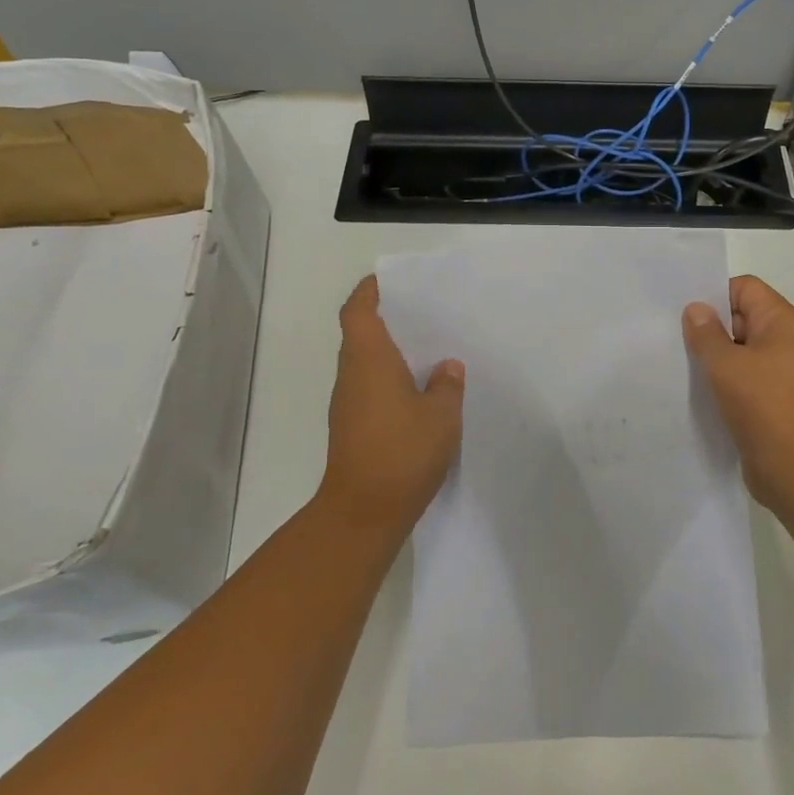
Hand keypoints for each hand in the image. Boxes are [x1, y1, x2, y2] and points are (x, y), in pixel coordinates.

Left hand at [320, 276, 464, 532]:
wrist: (363, 512)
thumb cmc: (402, 452)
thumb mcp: (441, 415)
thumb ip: (446, 385)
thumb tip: (446, 367)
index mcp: (369, 360)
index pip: (358, 311)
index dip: (369, 291)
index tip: (390, 282)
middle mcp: (351, 375)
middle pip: (361, 334)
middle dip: (388, 320)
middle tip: (424, 315)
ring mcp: (347, 403)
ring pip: (365, 363)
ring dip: (390, 353)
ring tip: (429, 352)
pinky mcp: (351, 427)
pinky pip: (369, 388)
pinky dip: (389, 380)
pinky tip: (419, 393)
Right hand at [683, 275, 793, 513]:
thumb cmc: (764, 406)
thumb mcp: (726, 364)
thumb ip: (706, 333)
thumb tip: (697, 309)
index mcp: (785, 322)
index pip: (746, 288)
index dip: (715, 295)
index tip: (685, 315)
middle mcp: (789, 341)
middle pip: (743, 317)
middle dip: (711, 327)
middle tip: (676, 341)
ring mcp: (785, 372)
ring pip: (742, 350)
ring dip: (716, 357)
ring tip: (684, 367)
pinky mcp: (777, 399)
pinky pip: (746, 377)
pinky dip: (725, 381)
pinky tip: (701, 391)